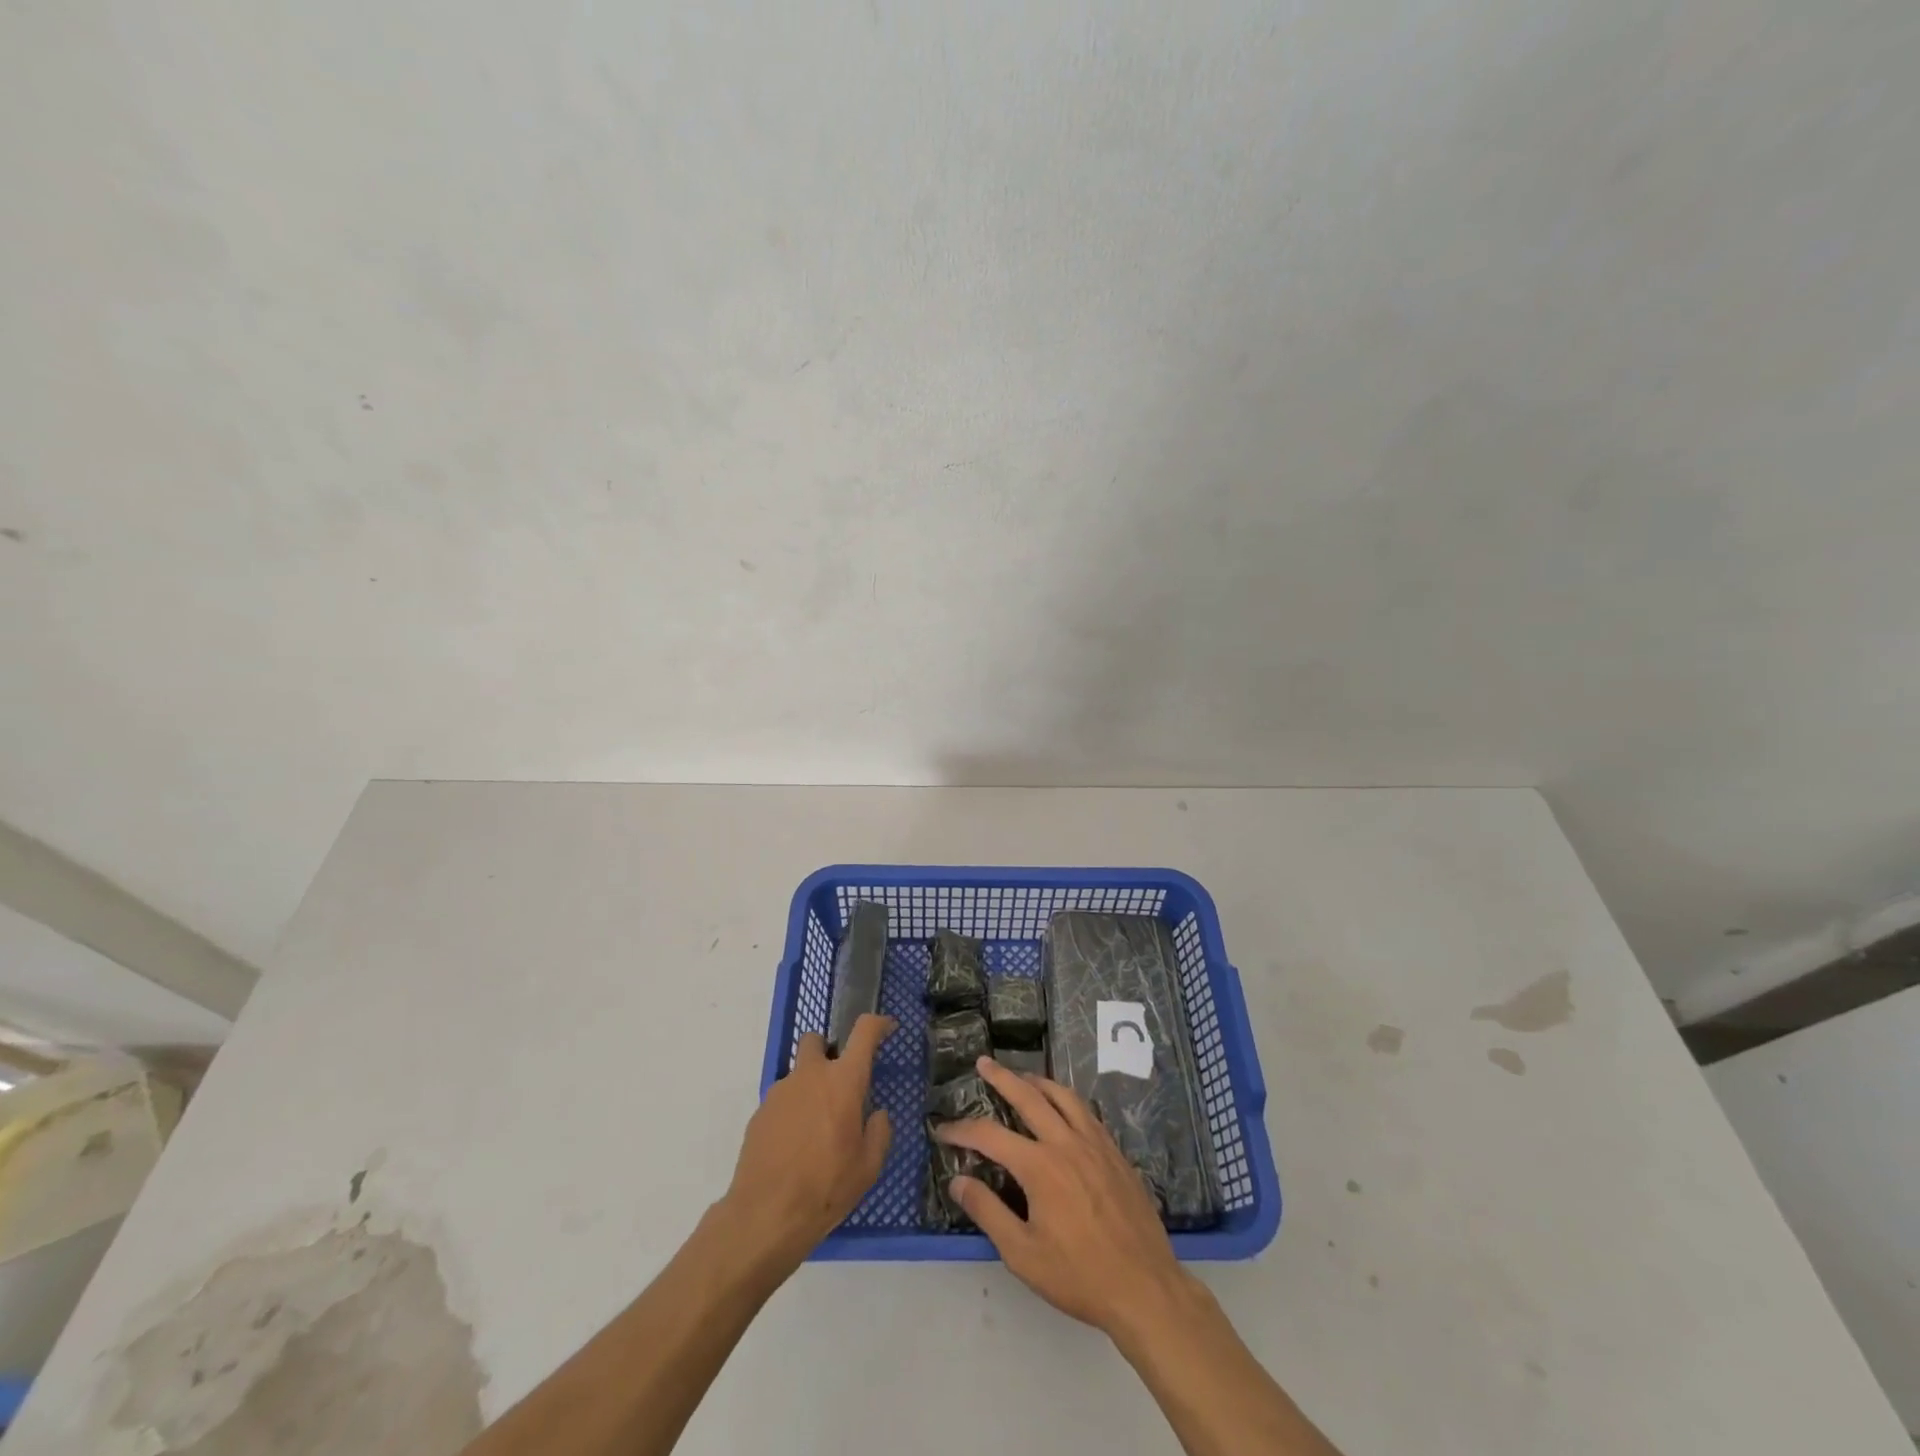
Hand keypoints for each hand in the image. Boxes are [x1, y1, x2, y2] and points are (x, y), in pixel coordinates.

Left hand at [722, 1015, 895, 1268]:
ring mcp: (780, 1092)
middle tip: (837, 1085)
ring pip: (797, 1075)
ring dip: (808, 1089)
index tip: (887, 1028)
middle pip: (815, 1040)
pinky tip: (794, 1149)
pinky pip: (782, 1102)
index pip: (864, 1032)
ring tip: (815, 1132)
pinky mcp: (759, 1113)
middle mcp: (810, 1076)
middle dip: (826, 1052)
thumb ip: (879, 1132)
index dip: (878, 1024)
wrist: (765, 1216)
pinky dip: (791, 1114)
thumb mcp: (868, 1167)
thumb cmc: (826, 1187)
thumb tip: (876, 1115)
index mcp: (843, 1081)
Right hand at [935, 1056, 1197, 1337]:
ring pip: (1062, 1096)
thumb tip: (958, 1181)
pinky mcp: (1115, 1152)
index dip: (962, 1130)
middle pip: (1028, 1096)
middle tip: (984, 1063)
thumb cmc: (1078, 1276)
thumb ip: (987, 1212)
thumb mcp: (1022, 1254)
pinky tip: (1063, 1107)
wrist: (1144, 1288)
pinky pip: (1086, 1112)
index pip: (990, 1136)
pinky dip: (1067, 1099)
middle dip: (1002, 1077)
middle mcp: (1065, 1142)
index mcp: (1039, 1166)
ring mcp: (1094, 1143)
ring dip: (1038, 1081)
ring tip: (1023, 1076)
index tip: (942, 1130)